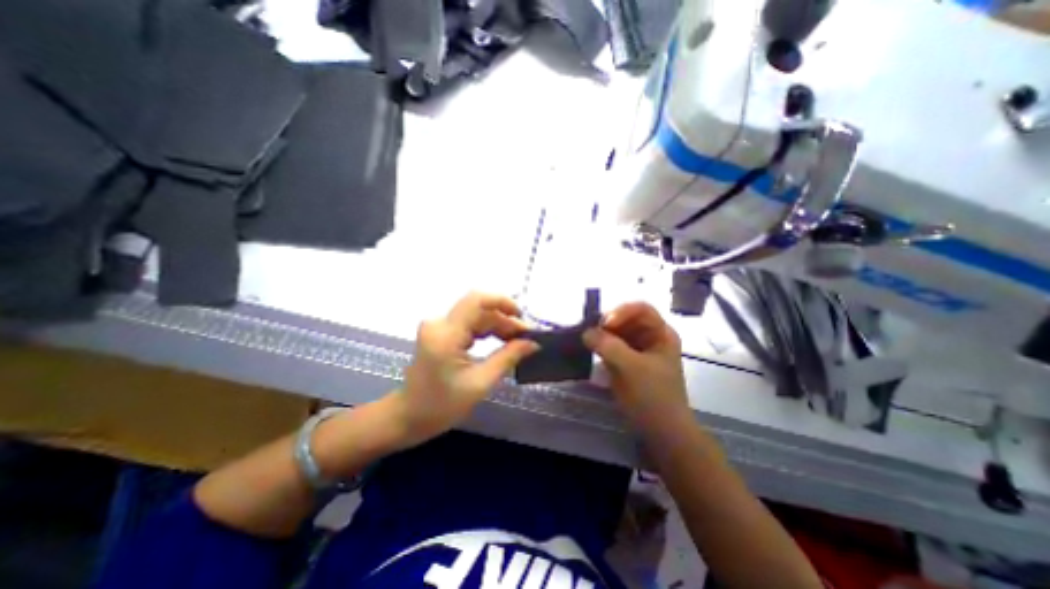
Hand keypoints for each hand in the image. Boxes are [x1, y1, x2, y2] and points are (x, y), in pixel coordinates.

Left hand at [393, 293, 540, 447]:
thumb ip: (508, 357)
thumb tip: (533, 343)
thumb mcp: (480, 383)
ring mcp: (439, 327)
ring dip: (498, 325)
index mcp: (446, 334)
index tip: (522, 317)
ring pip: (476, 316)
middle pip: (479, 310)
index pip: (476, 301)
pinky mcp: (441, 333)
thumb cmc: (442, 405)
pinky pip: (469, 324)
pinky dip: (487, 331)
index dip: (502, 302)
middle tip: (527, 337)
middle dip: (505, 320)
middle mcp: (440, 324)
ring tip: (518, 341)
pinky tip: (502, 341)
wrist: (409, 416)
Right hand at [583, 303, 690, 431]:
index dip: (622, 311)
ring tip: (588, 341)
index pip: (641, 309)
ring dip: (602, 334)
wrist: (662, 432)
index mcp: (661, 334)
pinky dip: (601, 346)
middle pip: (627, 319)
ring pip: (617, 332)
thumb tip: (585, 332)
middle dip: (608, 323)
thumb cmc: (653, 397)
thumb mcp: (631, 368)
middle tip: (590, 333)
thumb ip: (608, 346)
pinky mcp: (627, 362)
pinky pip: (612, 346)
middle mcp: (650, 337)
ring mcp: (639, 350)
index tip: (604, 324)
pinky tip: (592, 350)